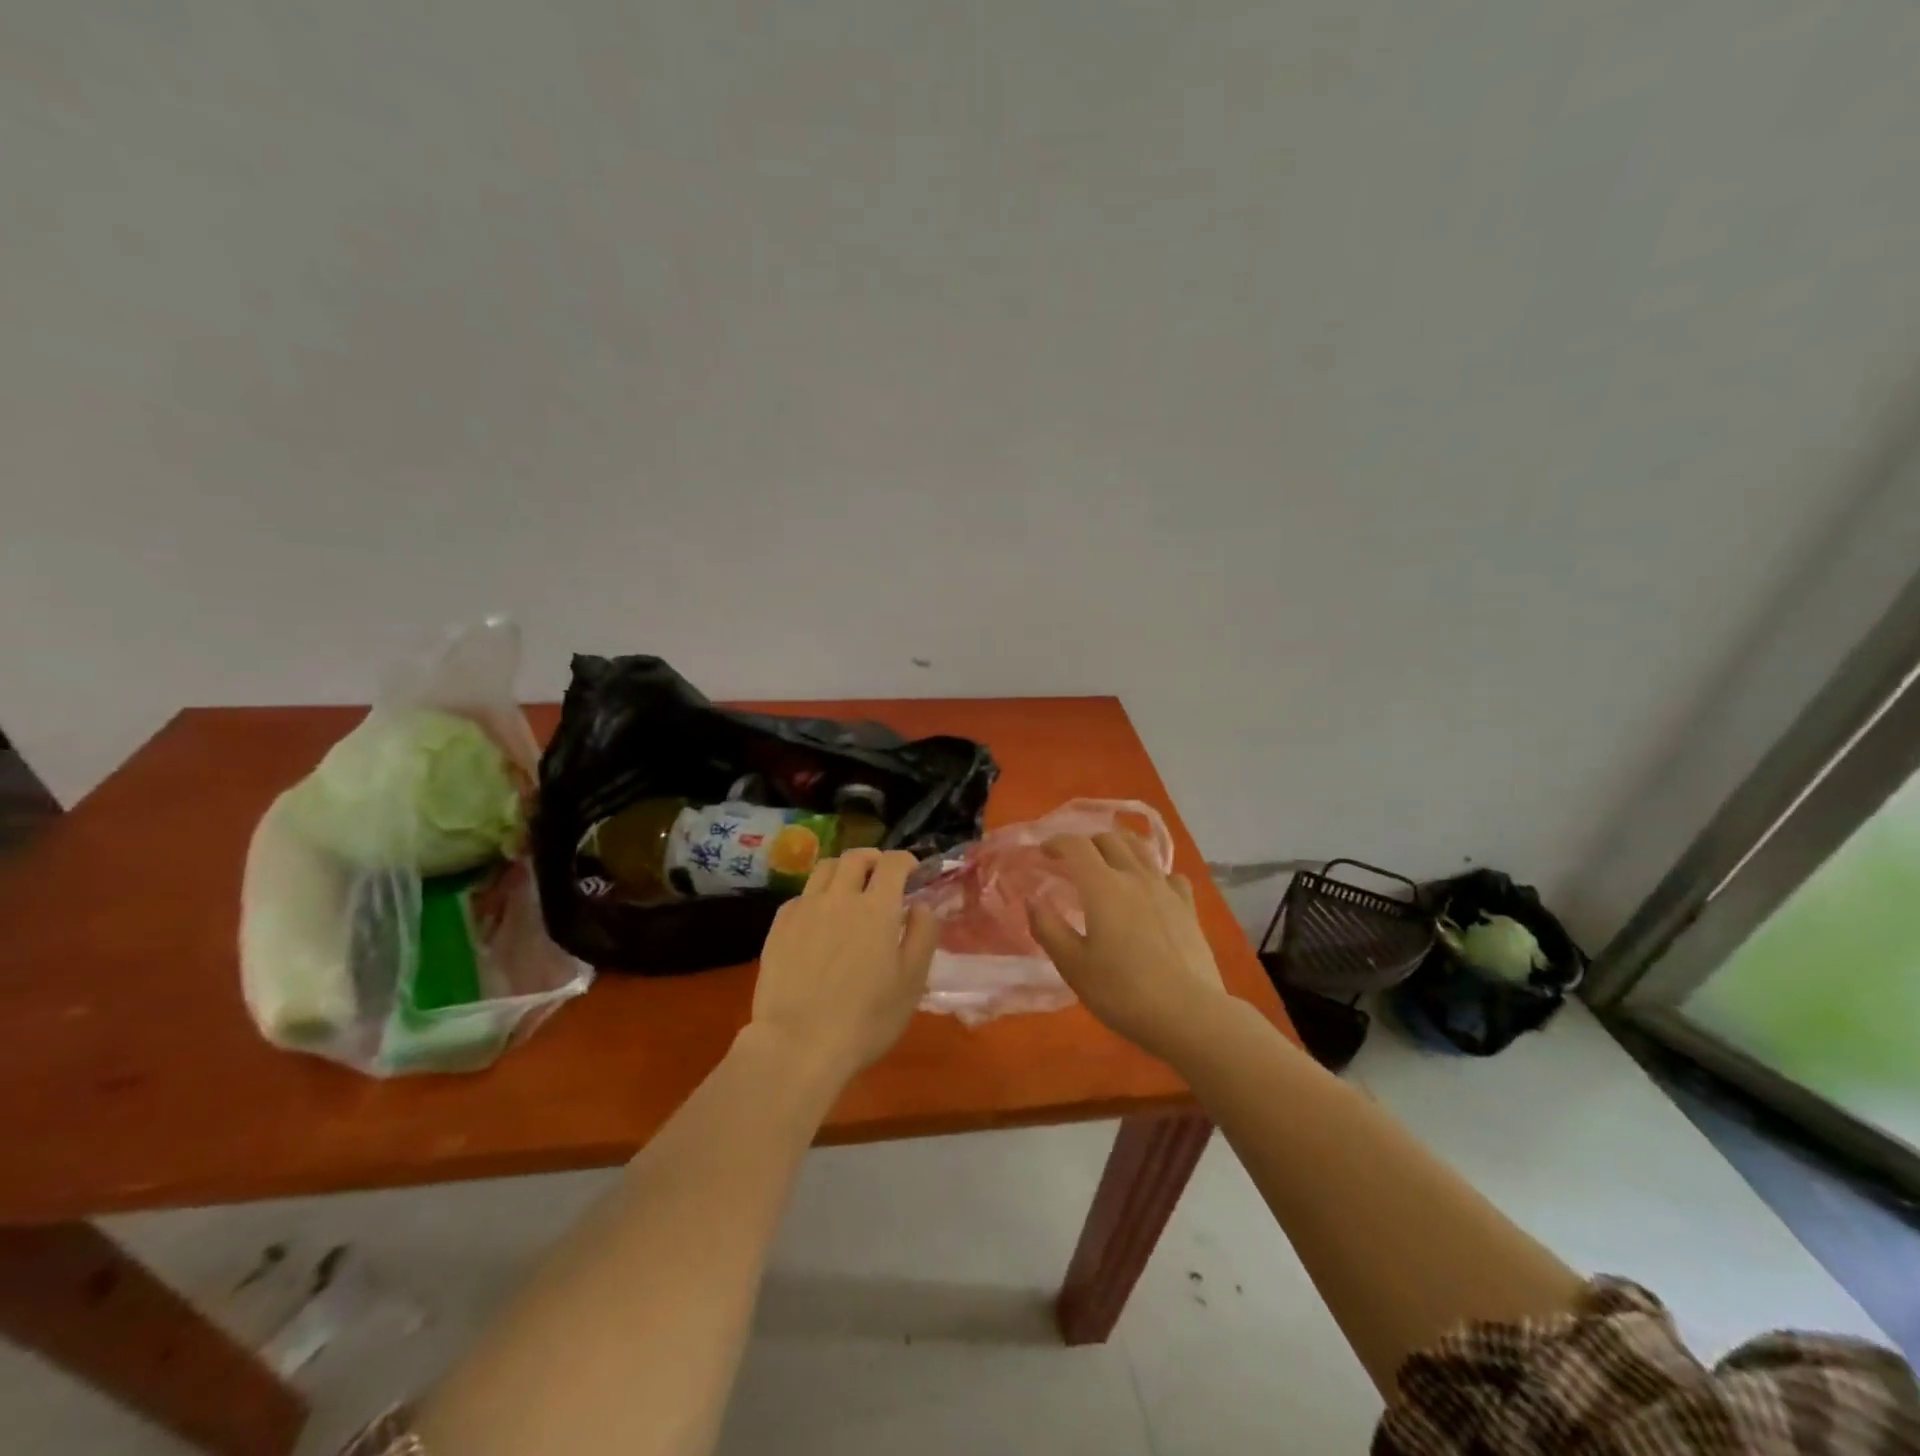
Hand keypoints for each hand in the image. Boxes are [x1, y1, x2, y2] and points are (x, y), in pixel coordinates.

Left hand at [749, 849, 939, 1084]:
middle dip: (874, 859)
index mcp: (877, 908)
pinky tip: (820, 919)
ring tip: (850, 889)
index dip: (906, 861)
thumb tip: (922, 904)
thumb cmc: (866, 1019)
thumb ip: (923, 935)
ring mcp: (804, 909)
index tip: (913, 872)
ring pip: (824, 869)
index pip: (893, 863)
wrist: (798, 1045)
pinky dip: (817, 896)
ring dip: (843, 870)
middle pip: (856, 857)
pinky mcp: (778, 926)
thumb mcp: (912, 981)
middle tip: (882, 875)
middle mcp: (839, 897)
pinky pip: (801, 896)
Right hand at [1026, 833, 1228, 1065]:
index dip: (1057, 842)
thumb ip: (1048, 928)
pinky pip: (1169, 875)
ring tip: (1109, 862)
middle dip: (1087, 842)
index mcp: (1102, 886)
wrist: (1188, 1014)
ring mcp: (1165, 889)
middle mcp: (1134, 876)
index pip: (1076, 845)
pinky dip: (1154, 873)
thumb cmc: (1121, 992)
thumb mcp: (1072, 965)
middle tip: (1074, 860)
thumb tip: (1032, 900)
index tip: (1043, 852)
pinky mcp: (1188, 907)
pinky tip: (1151, 889)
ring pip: (1141, 849)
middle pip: (1110, 839)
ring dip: (1120, 847)